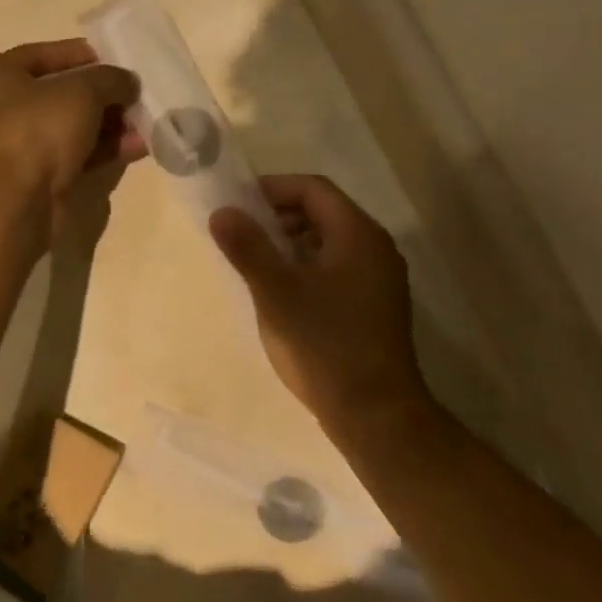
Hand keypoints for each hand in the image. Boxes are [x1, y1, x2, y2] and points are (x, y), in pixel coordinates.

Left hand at [0, 40, 142, 235]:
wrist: (15, 202)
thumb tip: (127, 83)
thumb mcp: (82, 90)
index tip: (120, 59)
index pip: (46, 54)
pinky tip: (141, 146)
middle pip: (63, 93)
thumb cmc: (38, 129)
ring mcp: (23, 145)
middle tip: (140, 93)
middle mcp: (6, 108)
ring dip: (111, 123)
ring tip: (149, 120)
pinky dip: (107, 149)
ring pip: (74, 127)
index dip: (85, 54)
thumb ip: (110, 79)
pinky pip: (79, 155)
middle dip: (104, 94)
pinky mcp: (41, 176)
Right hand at [210, 175, 431, 431]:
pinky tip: (280, 292)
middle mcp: (375, 249)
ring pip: (328, 241)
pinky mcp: (374, 304)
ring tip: (255, 263)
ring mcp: (379, 279)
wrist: (374, 412)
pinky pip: (336, 267)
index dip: (273, 188)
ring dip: (290, 242)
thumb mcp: (275, 292)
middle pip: (323, 211)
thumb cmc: (323, 344)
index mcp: (358, 236)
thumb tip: (222, 211)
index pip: (314, 189)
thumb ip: (247, 248)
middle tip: (241, 233)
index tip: (237, 204)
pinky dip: (305, 265)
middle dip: (278, 215)